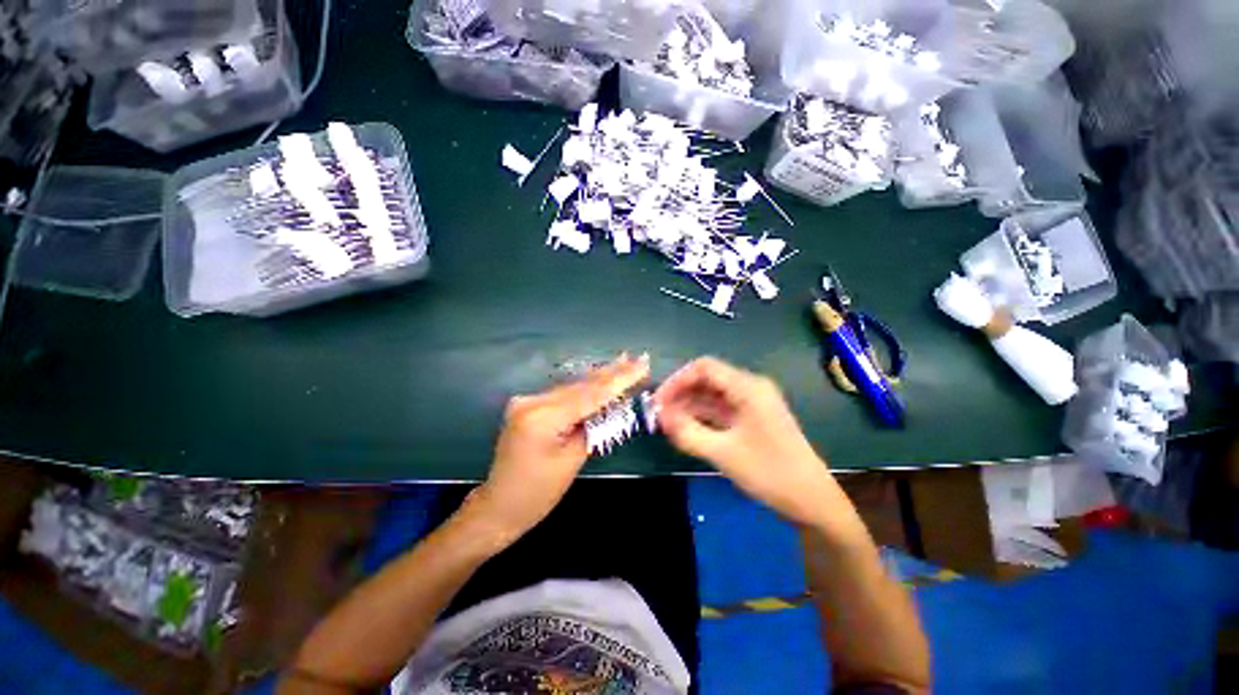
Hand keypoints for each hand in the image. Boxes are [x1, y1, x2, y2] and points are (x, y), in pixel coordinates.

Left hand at [469, 354, 650, 543]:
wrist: (499, 506)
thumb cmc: (539, 492)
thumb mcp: (573, 459)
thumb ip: (593, 426)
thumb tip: (612, 404)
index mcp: (543, 417)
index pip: (590, 394)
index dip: (619, 379)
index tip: (642, 365)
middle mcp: (532, 401)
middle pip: (580, 385)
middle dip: (611, 373)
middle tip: (637, 358)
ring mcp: (527, 401)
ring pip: (572, 387)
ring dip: (599, 377)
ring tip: (624, 362)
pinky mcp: (527, 405)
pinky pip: (562, 394)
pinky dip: (583, 389)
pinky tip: (600, 378)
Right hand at [654, 357, 836, 526]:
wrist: (813, 501)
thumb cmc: (770, 473)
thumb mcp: (723, 453)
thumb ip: (687, 433)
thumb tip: (660, 417)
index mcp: (748, 387)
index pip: (704, 368)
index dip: (677, 380)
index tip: (659, 401)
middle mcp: (750, 388)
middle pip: (707, 379)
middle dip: (681, 393)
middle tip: (659, 414)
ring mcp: (752, 404)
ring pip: (712, 395)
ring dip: (689, 405)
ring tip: (668, 423)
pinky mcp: (752, 419)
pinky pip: (721, 409)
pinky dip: (702, 416)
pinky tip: (686, 428)